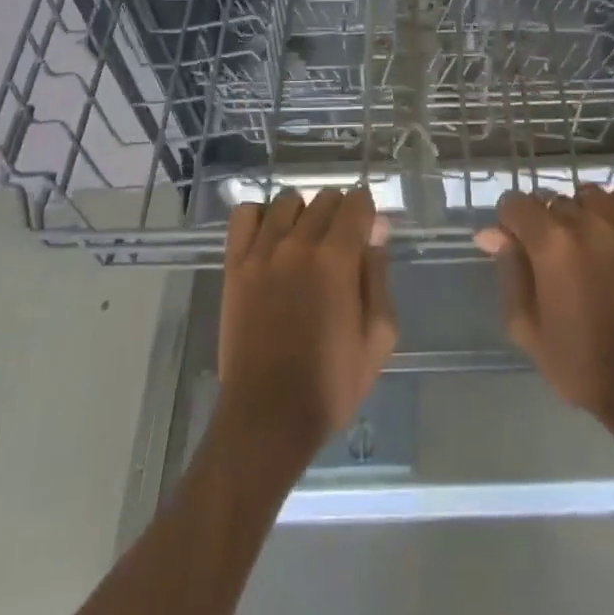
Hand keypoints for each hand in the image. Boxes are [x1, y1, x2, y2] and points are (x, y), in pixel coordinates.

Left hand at [217, 188, 397, 464]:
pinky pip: (244, 215)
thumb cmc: (332, 382)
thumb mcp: (378, 336)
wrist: (268, 416)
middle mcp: (298, 244)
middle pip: (324, 198)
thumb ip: (379, 275)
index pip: (357, 202)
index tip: (367, 234)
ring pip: (287, 201)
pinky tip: (270, 238)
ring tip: (305, 242)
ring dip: (303, 213)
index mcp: (337, 259)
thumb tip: (376, 231)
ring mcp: (261, 253)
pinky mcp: (234, 266)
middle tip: (341, 246)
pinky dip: (260, 216)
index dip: (367, 213)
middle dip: (339, 214)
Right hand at [475, 185, 613, 443]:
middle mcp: (585, 221)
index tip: (514, 247)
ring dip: (577, 211)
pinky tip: (611, 224)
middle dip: (542, 221)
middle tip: (549, 258)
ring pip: (587, 194)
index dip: (508, 223)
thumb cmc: (582, 363)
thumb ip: (510, 271)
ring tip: (582, 242)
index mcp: (551, 244)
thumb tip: (492, 234)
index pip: (515, 203)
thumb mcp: (528, 327)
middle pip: (551, 199)